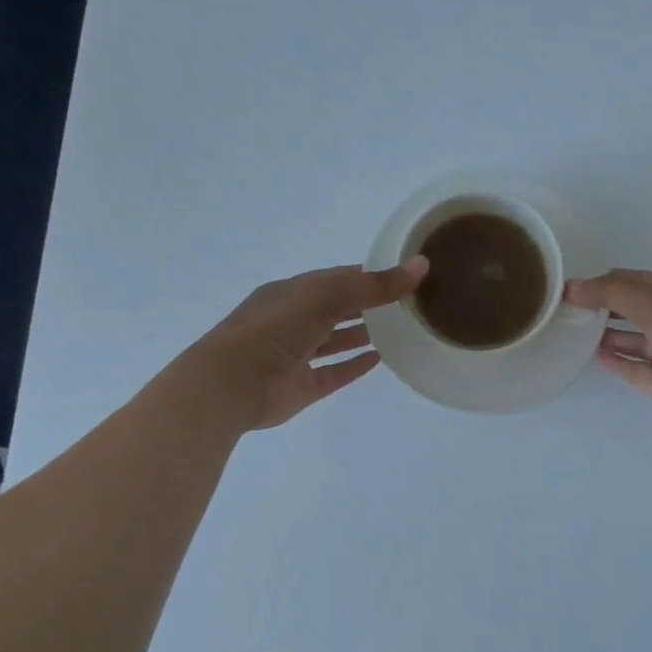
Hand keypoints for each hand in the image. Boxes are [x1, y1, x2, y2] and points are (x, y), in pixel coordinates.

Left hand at [187, 259, 427, 430]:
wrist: (230, 385)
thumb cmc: (274, 329)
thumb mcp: (325, 297)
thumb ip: (373, 285)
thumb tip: (421, 265)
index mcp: (293, 292)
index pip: (337, 278)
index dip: (369, 275)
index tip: (404, 275)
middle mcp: (294, 320)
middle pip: (337, 308)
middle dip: (368, 304)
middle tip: (408, 304)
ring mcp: (297, 354)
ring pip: (335, 340)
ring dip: (362, 333)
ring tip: (399, 330)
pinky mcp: (302, 386)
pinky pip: (333, 373)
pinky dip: (354, 365)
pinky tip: (379, 360)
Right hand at [564, 269, 651, 430]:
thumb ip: (612, 294)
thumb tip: (572, 287)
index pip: (634, 281)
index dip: (603, 281)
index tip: (570, 286)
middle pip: (631, 310)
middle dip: (601, 307)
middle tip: (565, 309)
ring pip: (631, 340)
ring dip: (605, 335)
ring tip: (571, 330)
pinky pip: (633, 369)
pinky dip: (615, 361)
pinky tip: (592, 354)